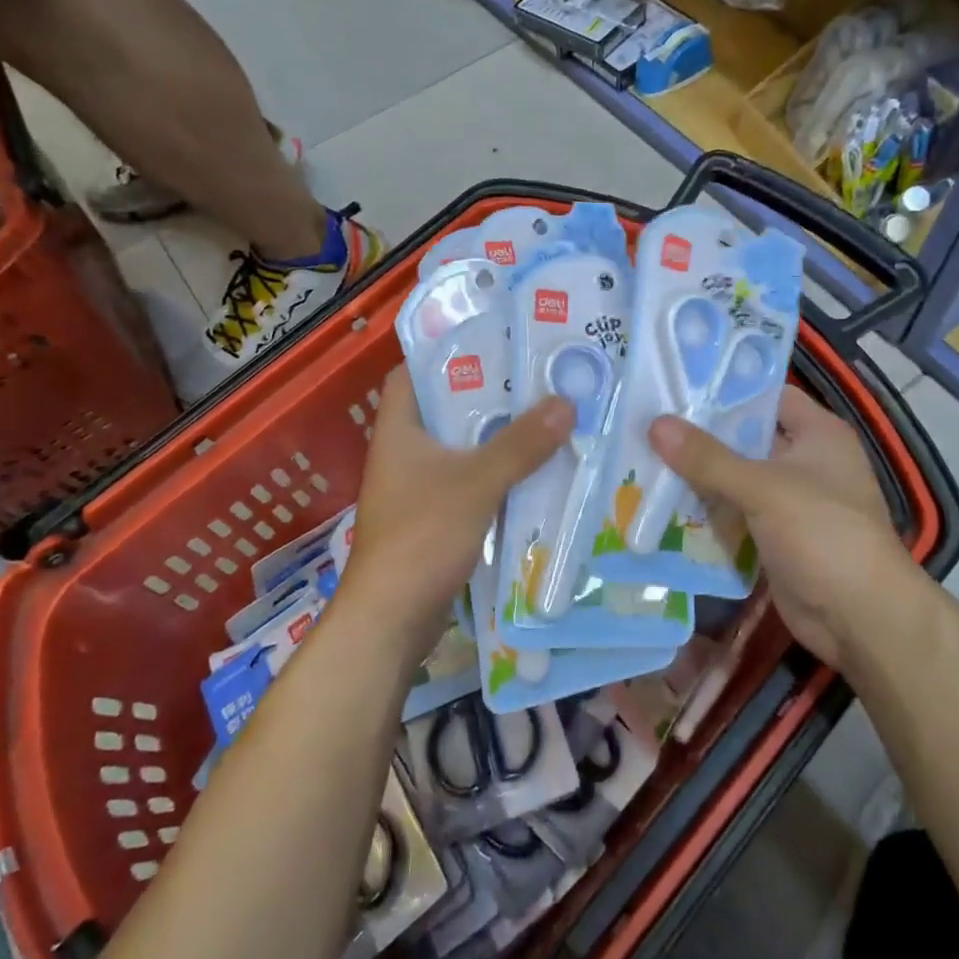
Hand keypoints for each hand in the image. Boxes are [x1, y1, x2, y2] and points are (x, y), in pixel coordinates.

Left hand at [343, 367, 572, 646]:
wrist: (392, 619)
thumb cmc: (422, 536)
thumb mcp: (476, 482)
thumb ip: (520, 444)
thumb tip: (565, 402)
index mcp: (399, 430)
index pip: (413, 372)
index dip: (445, 352)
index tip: (492, 340)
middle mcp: (405, 453)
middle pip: (447, 410)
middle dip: (489, 396)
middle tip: (537, 377)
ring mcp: (418, 489)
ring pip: (463, 449)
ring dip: (499, 438)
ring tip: (547, 416)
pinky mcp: (434, 520)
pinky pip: (471, 484)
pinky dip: (498, 475)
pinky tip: (536, 471)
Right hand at [650, 387, 922, 668]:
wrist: (860, 619)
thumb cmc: (823, 535)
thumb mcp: (763, 489)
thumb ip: (708, 458)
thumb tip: (655, 423)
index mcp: (818, 433)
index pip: (767, 395)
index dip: (725, 389)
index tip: (676, 384)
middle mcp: (805, 461)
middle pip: (745, 438)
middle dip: (700, 435)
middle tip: (647, 421)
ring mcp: (789, 502)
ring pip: (735, 478)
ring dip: (697, 476)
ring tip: (642, 457)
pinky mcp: (775, 537)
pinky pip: (734, 514)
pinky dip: (706, 511)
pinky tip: (662, 503)